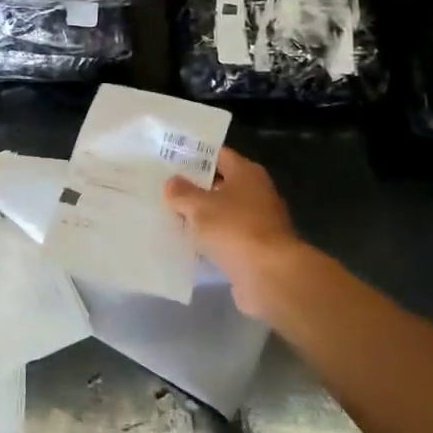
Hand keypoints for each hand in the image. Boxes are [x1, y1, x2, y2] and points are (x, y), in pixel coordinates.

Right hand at [164, 148, 314, 318]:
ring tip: (168, 216)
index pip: (218, 155)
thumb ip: (182, 192)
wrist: (270, 277)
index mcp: (246, 173)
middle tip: (163, 189)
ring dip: (201, 218)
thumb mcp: (199, 206)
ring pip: (222, 214)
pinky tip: (186, 245)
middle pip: (220, 185)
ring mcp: (257, 223)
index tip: (169, 160)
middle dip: (194, 188)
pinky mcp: (255, 250)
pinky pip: (226, 239)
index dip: (194, 156)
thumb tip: (172, 182)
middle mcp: (256, 193)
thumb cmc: (234, 229)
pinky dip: (210, 242)